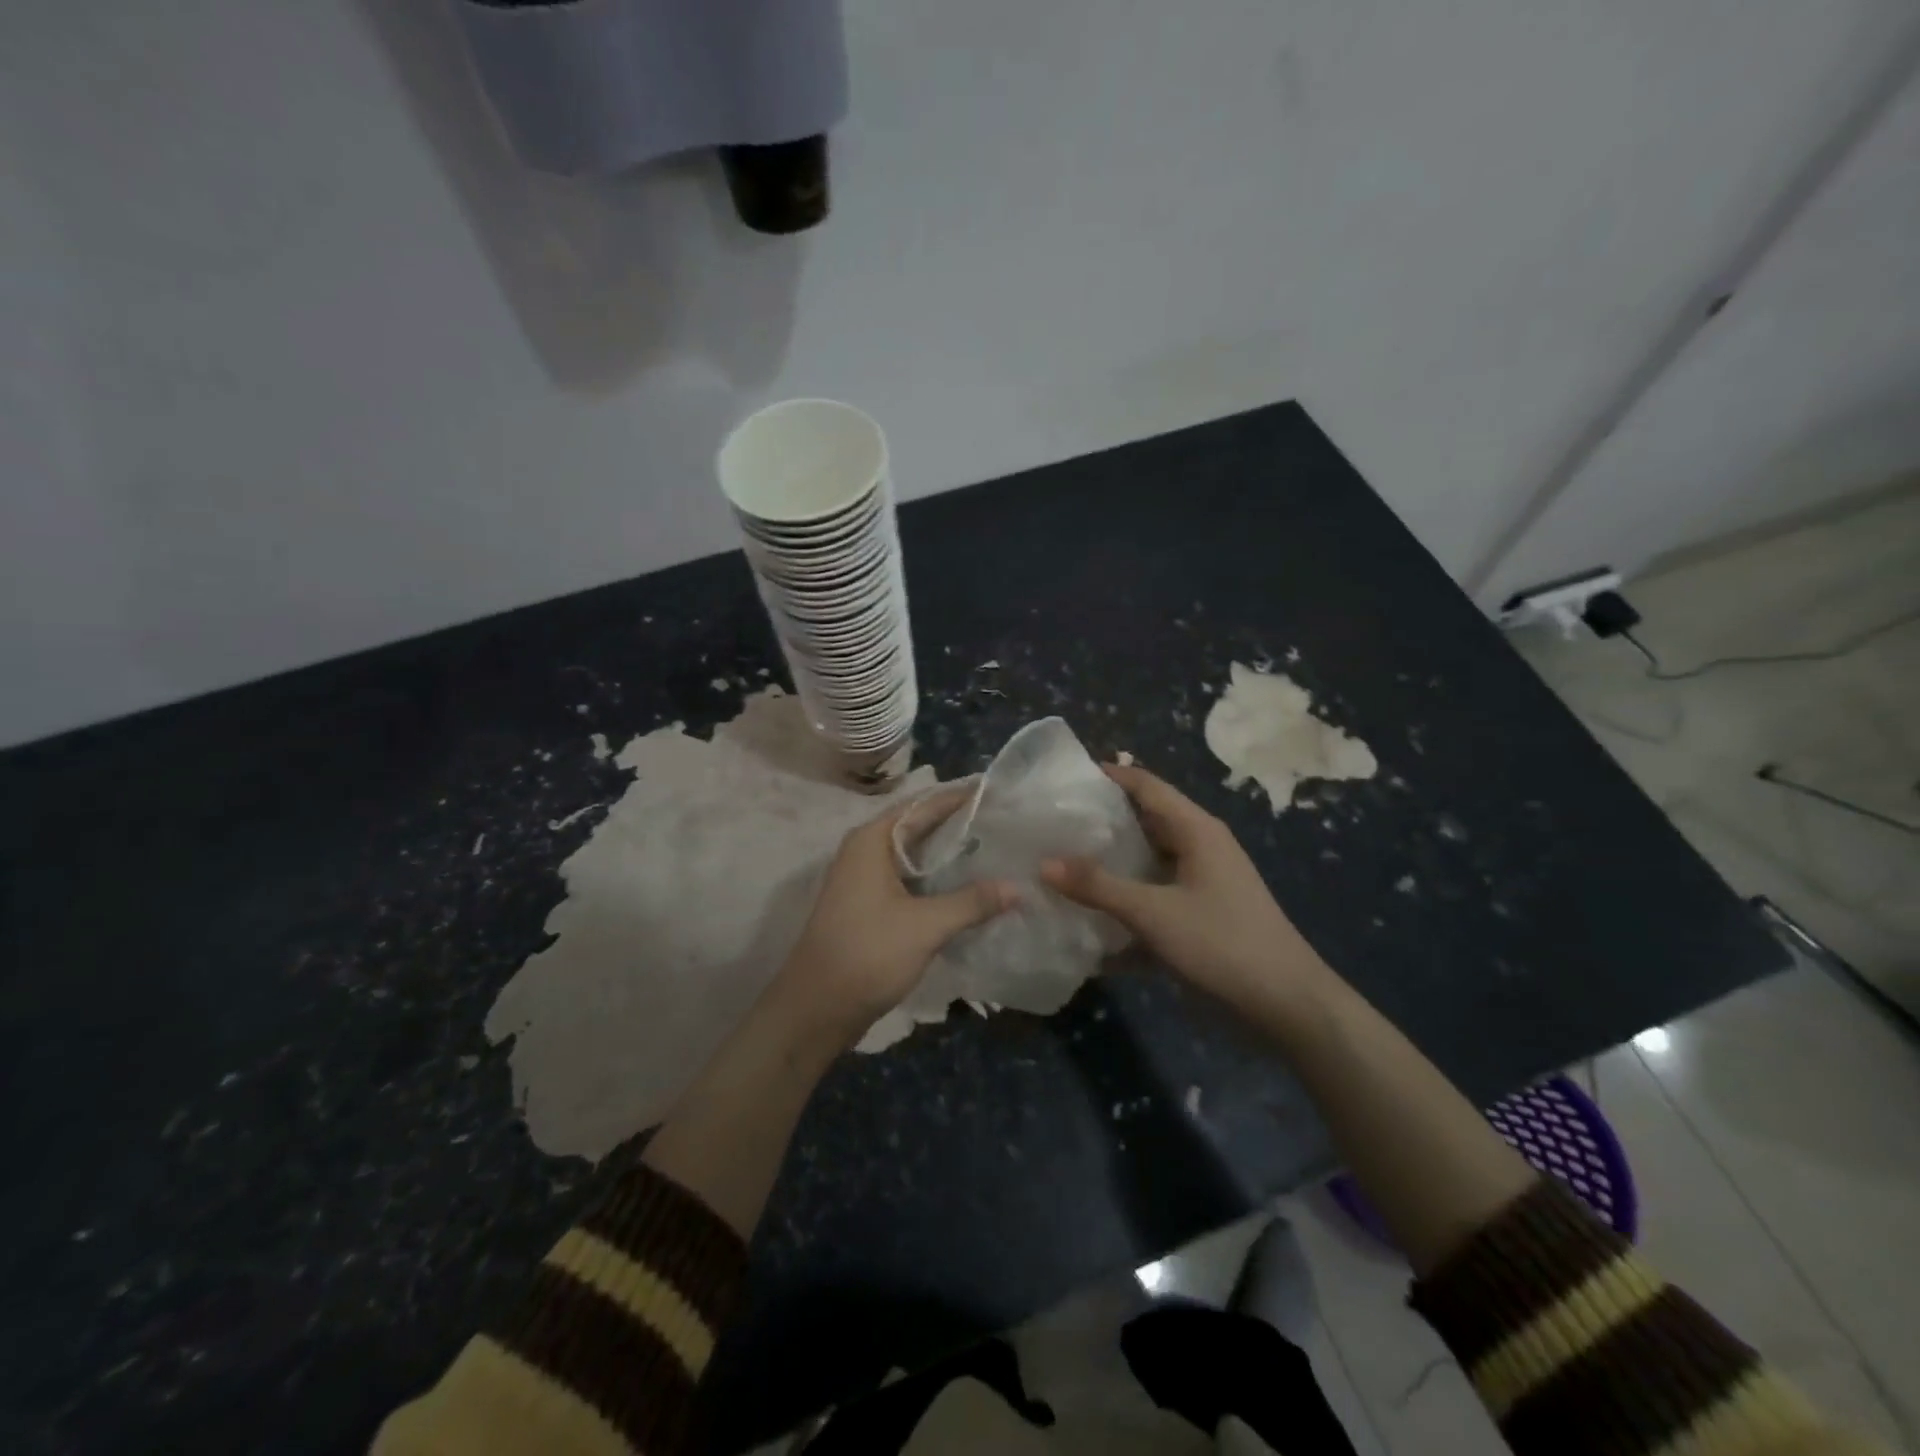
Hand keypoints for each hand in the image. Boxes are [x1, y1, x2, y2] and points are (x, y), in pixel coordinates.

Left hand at [770, 787, 1017, 1047]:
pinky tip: (970, 890)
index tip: (997, 791)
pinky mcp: (870, 906)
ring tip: (996, 852)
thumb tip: (1018, 887)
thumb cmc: (867, 954)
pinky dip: (938, 881)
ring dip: (951, 856)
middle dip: (960, 826)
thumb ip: (972, 902)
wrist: (816, 1009)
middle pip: (920, 827)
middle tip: (1005, 822)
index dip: (960, 797)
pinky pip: (910, 880)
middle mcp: (866, 850)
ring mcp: (866, 880)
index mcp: (873, 840)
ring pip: (916, 857)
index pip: (924, 805)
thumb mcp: (925, 926)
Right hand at [1041, 763, 1330, 1017]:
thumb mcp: (1153, 913)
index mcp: (1196, 830)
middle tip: (1051, 824)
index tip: (1063, 779)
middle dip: (1101, 822)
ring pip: (1147, 862)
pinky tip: (1090, 919)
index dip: (1108, 776)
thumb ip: (1098, 887)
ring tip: (1060, 864)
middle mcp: (1199, 847)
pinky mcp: (1199, 915)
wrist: (1287, 1006)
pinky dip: (1126, 902)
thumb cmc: (1222, 944)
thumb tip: (1043, 863)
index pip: (1146, 785)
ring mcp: (1201, 883)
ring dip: (1110, 864)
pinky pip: (1154, 897)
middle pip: (1144, 821)